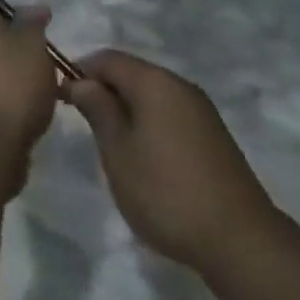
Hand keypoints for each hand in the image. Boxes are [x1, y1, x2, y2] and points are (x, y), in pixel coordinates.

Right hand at [64, 50, 277, 271]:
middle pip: (131, 73)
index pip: (107, 58)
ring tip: (108, 142)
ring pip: (151, 94)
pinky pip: (169, 113)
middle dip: (102, 89)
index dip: (79, 70)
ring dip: (125, 108)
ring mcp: (201, 110)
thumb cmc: (166, 192)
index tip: (59, 97)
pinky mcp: (213, 135)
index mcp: (155, 82)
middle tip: (81, 121)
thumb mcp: (118, 152)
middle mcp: (180, 85)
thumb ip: (97, 110)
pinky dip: (148, 122)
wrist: (239, 241)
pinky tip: (142, 155)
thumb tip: (81, 81)